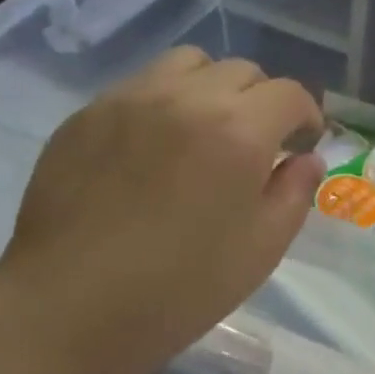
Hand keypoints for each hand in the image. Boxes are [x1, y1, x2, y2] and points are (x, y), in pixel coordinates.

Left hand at [0, 47, 322, 373]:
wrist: (68, 309)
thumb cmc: (180, 288)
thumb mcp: (262, 248)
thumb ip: (295, 192)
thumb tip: (305, 158)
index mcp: (239, 131)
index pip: (289, 94)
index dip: (306, 117)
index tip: (301, 145)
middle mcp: (187, 98)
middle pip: (242, 71)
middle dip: (262, 101)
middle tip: (256, 144)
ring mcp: (130, 99)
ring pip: (189, 64)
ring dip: (212, 88)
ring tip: (205, 130)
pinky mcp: (88, 114)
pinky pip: (142, 85)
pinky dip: (166, 102)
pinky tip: (154, 148)